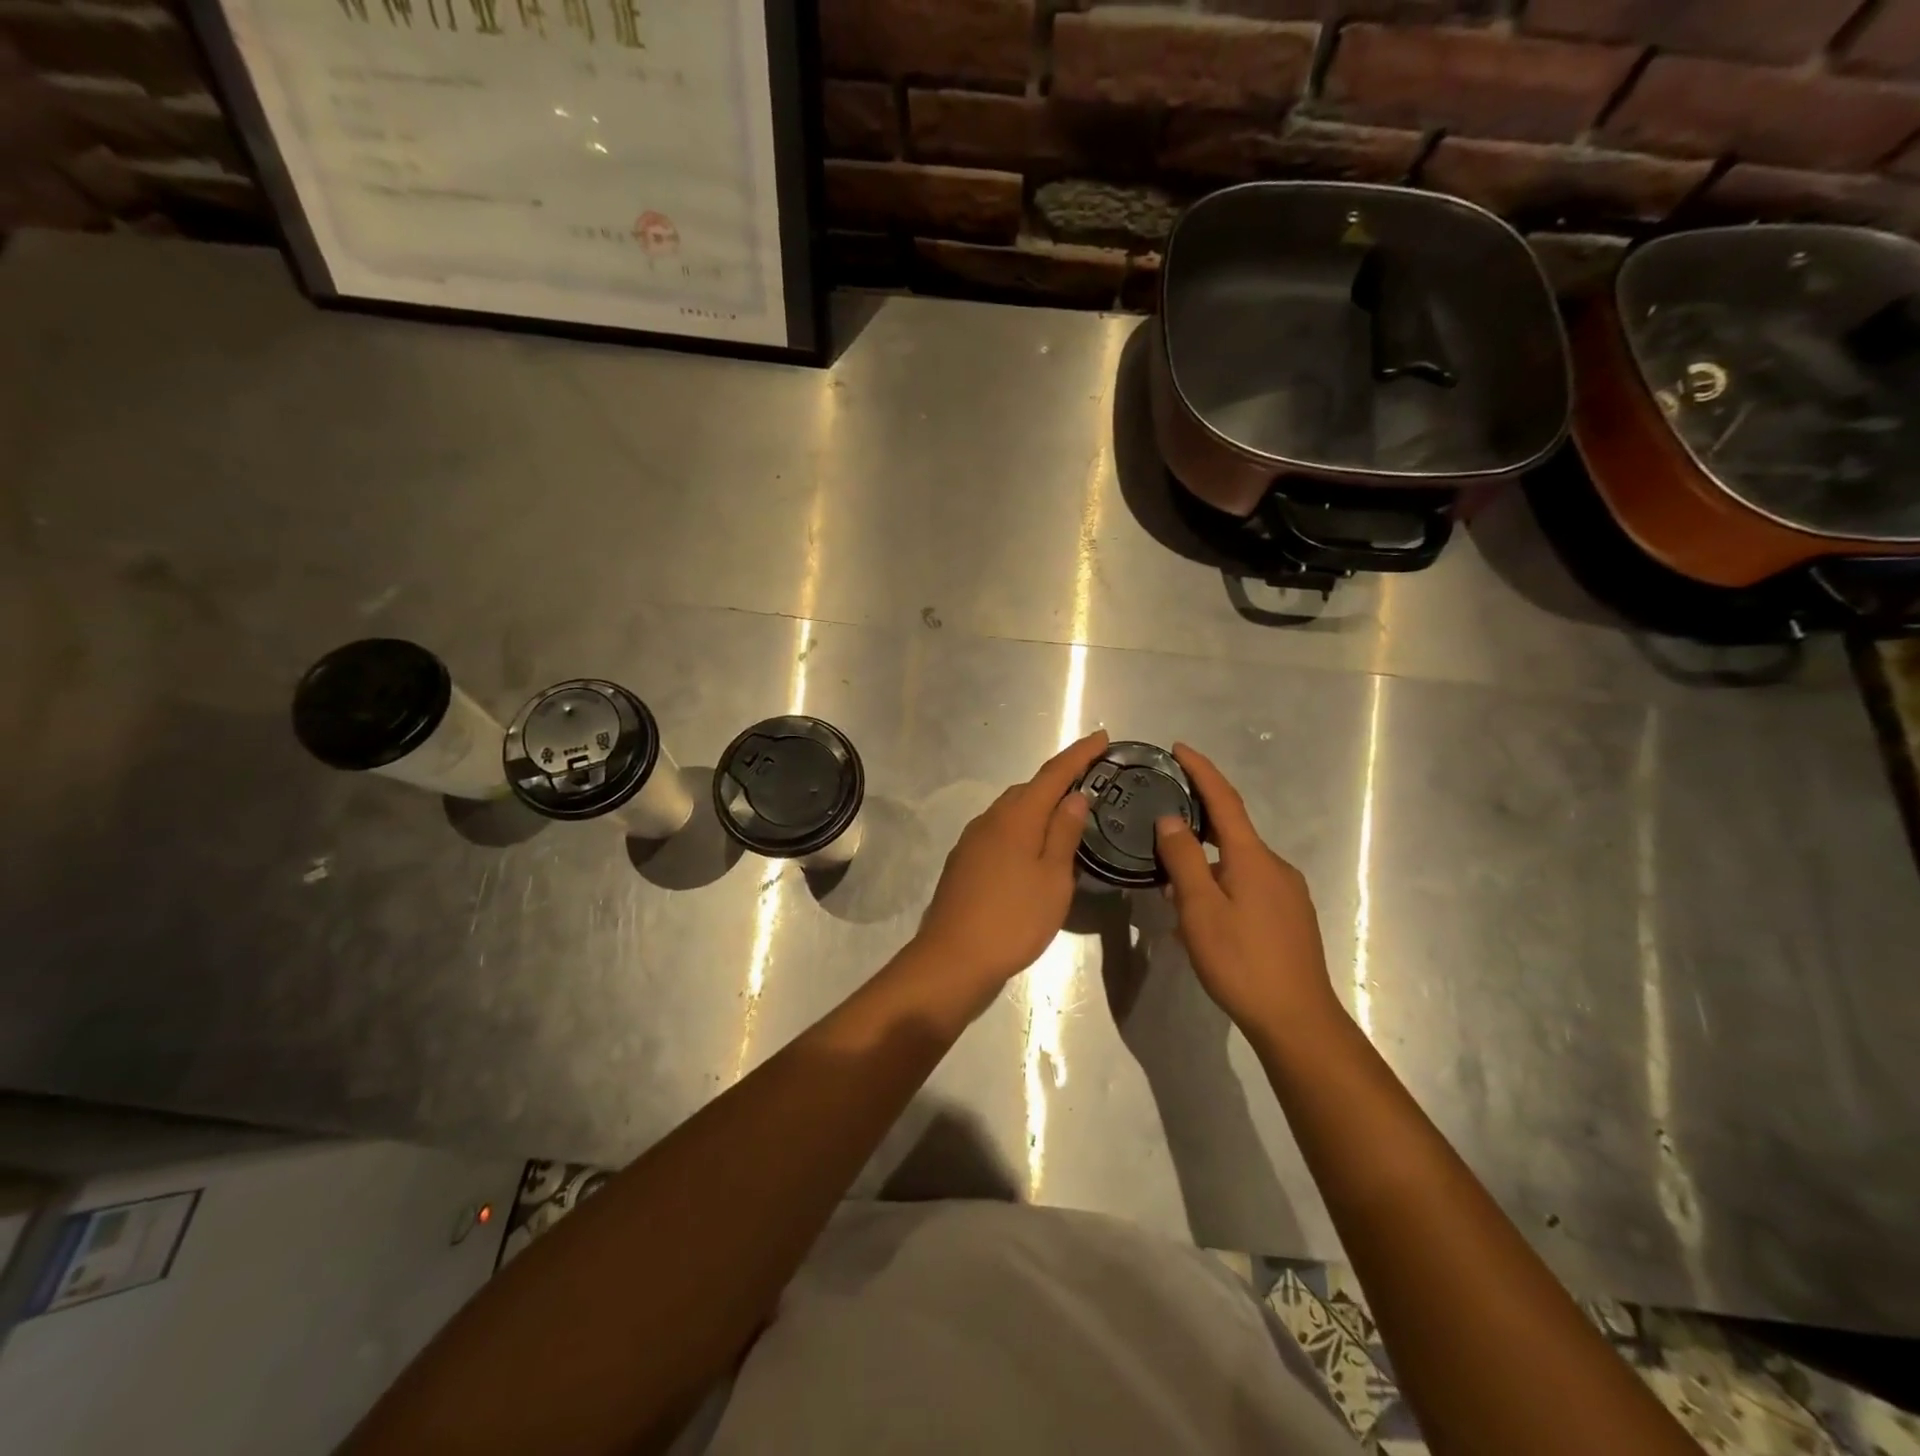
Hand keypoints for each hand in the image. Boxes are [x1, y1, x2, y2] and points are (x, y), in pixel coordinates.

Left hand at [911, 731, 1107, 1003]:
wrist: (952, 958)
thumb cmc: (1014, 919)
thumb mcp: (1053, 879)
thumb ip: (1064, 833)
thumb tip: (1074, 796)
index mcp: (1016, 816)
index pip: (1053, 773)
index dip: (1079, 754)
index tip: (1102, 737)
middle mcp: (990, 819)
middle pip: (1029, 789)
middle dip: (1059, 780)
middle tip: (1090, 782)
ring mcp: (972, 839)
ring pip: (1012, 810)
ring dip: (1039, 805)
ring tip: (1067, 816)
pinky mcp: (964, 861)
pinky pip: (1000, 831)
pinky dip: (1022, 828)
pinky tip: (1033, 849)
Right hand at [1153, 743, 1340, 1040]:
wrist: (1297, 1019)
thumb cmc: (1242, 961)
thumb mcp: (1200, 909)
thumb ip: (1184, 859)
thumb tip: (1171, 819)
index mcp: (1252, 857)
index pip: (1225, 799)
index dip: (1202, 771)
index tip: (1179, 749)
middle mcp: (1274, 866)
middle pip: (1231, 831)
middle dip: (1196, 823)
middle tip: (1160, 823)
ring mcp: (1286, 892)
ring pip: (1236, 864)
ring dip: (1204, 865)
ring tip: (1171, 885)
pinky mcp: (1289, 916)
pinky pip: (1247, 886)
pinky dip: (1219, 887)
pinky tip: (1200, 916)